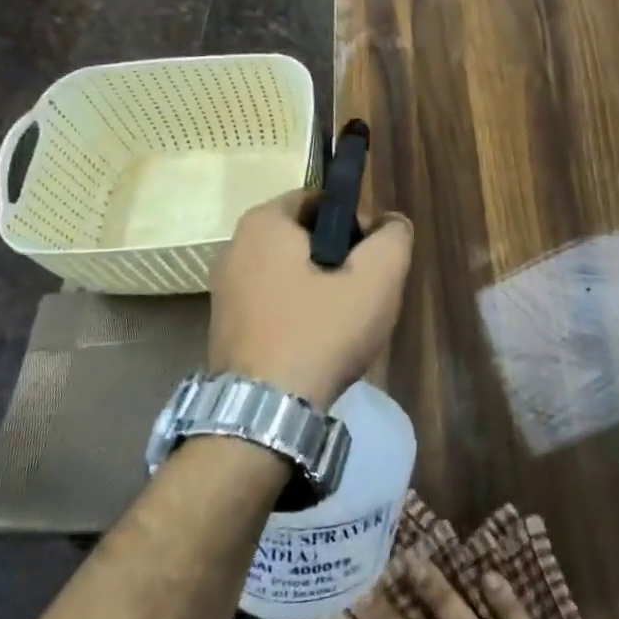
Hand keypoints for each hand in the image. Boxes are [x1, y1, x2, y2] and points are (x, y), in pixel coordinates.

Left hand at [208, 190, 412, 408]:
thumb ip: (393, 238)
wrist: (262, 417)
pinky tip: (319, 345)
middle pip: (306, 238)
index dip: (356, 222)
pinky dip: (299, 315)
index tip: (373, 257)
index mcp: (264, 224)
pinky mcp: (224, 329)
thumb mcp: (376, 278)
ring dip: (322, 289)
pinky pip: (274, 305)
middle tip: (365, 291)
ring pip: (291, 274)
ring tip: (346, 323)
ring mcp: (225, 291)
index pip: (321, 200)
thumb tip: (391, 223)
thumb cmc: (320, 333)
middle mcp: (235, 248)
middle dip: (341, 258)